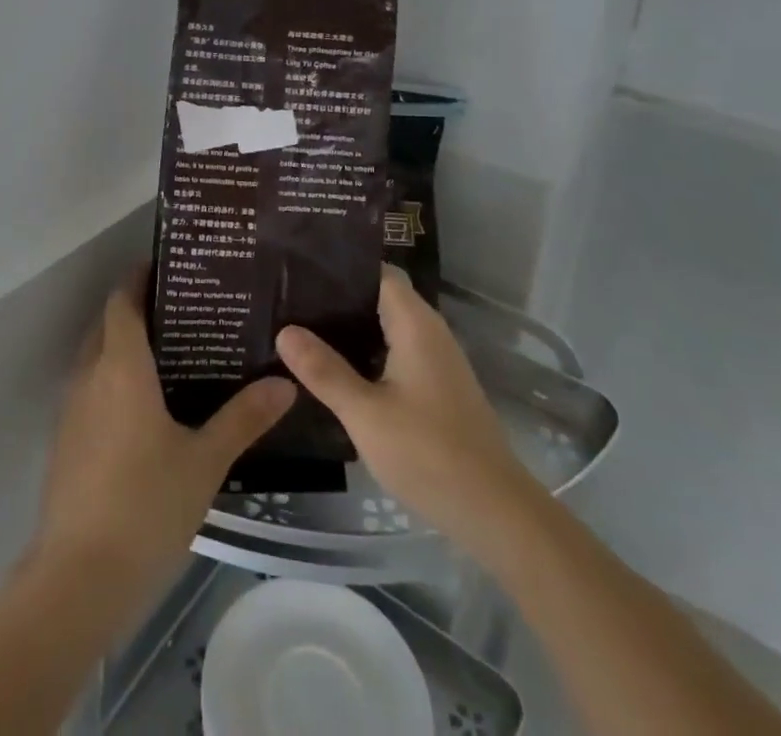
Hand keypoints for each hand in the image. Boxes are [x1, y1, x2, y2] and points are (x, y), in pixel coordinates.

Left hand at [33, 267, 294, 619]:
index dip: (140, 277)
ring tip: (173, 349)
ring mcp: (72, 409)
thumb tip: (285, 382)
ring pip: (96, 356)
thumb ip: (243, 418)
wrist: (76, 579)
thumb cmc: (144, 506)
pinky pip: (91, 388)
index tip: (171, 266)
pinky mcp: (66, 440)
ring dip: (124, 344)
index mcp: (120, 366)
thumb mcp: (204, 461)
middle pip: (108, 323)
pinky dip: (114, 378)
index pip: (123, 300)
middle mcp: (90, 375)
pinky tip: (147, 404)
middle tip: (185, 307)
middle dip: (137, 308)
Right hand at [276, 266, 534, 554]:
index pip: (377, 272)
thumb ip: (324, 370)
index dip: (341, 267)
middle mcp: (429, 332)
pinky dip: (367, 354)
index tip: (300, 269)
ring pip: (387, 328)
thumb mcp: (365, 413)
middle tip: (290, 301)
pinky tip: (336, 370)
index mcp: (415, 323)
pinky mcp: (438, 388)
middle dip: (339, 298)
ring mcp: (437, 361)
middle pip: (380, 297)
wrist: (495, 513)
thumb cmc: (429, 453)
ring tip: (302, 330)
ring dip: (351, 329)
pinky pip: (396, 354)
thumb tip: (285, 330)